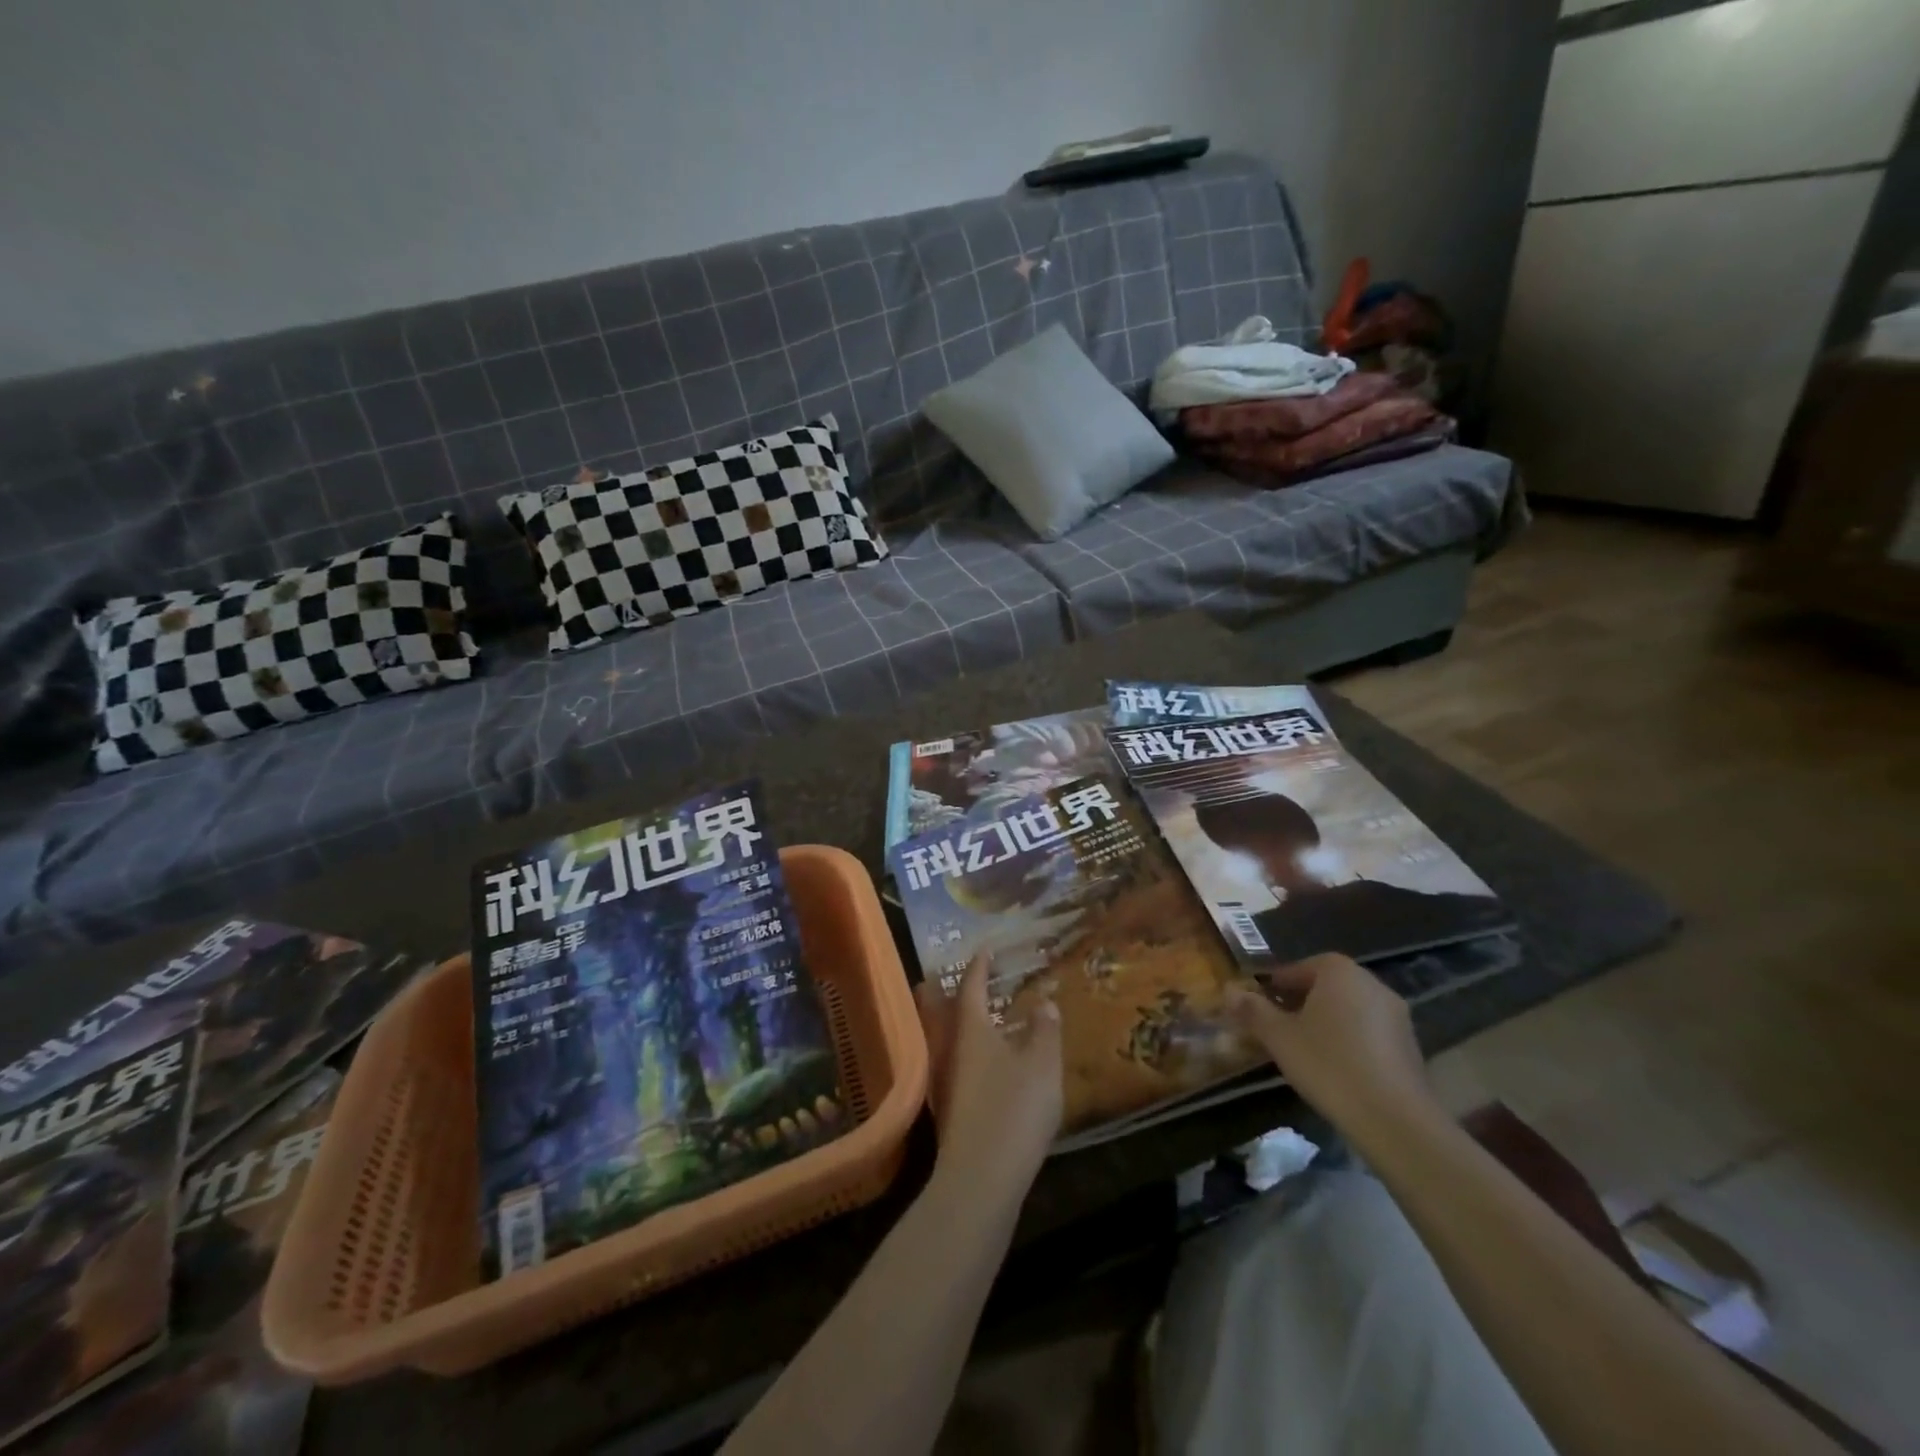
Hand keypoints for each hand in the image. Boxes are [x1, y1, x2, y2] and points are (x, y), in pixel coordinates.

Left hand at [915, 955, 1062, 1199]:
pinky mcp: (949, 1108)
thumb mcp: (1042, 1064)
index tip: (985, 949)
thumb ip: (1045, 1029)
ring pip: (948, 1037)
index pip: (971, 986)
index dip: (979, 966)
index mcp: (971, 1028)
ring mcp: (945, 1079)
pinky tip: (984, 1061)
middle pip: (945, 1010)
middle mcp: (950, 1047)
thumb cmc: (1014, 1108)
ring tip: (979, 1012)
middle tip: (965, 975)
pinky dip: (966, 1048)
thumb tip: (1045, 1001)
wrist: (981, 1178)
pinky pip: (955, 1061)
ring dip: (959, 1020)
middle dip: (951, 990)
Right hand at [1226, 953, 1441, 1151]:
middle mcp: (1371, 983)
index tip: (1259, 1005)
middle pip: (1325, 986)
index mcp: (1338, 971)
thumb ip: (1253, 1010)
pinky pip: (1368, 1031)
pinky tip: (1336, 1067)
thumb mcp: (1279, 1037)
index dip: (1275, 986)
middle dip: (1300, 1002)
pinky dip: (1349, 1040)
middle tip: (1277, 1026)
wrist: (1395, 1120)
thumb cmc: (1329, 1065)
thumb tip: (1229, 991)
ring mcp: (1396, 1014)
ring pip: (1348, 1009)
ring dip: (1326, 1021)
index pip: (1298, 968)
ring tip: (1304, 1049)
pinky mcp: (1411, 1045)